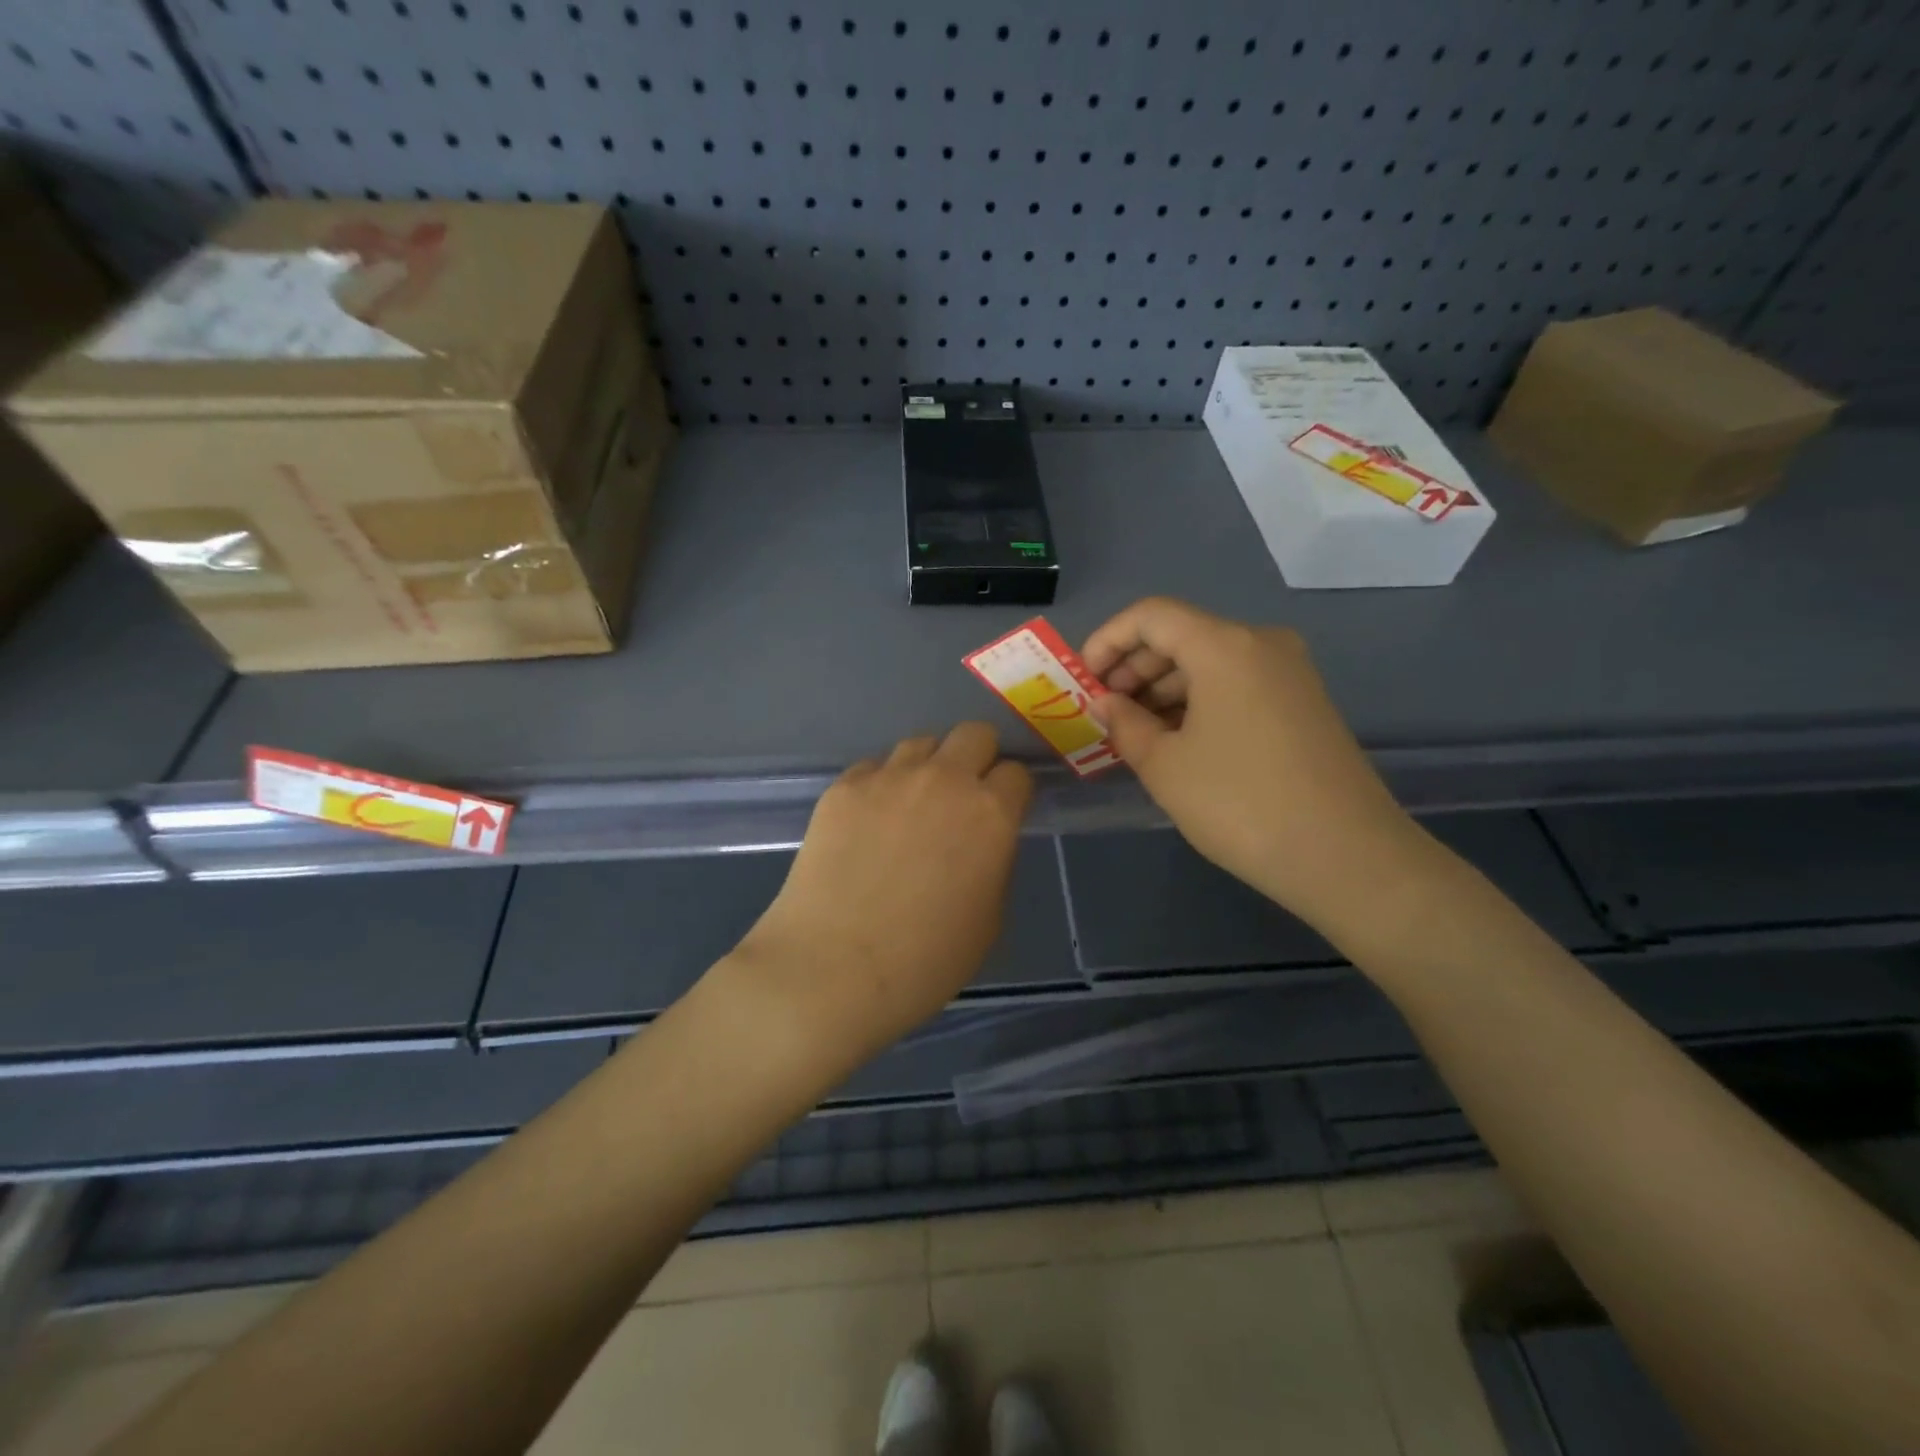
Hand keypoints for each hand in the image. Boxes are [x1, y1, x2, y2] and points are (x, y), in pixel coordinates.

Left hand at [732, 722, 1032, 1067]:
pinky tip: (868, 823)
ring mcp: (889, 777)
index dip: (1011, 793)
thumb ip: (994, 861)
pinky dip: (880, 785)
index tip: (1003, 812)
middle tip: (963, 796)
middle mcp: (944, 779)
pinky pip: (873, 767)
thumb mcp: (988, 919)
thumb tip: (981, 839)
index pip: (1016, 773)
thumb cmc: (925, 960)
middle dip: (977, 758)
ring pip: (921, 743)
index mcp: (990, 813)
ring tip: (911, 806)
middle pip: (974, 734)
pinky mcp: (844, 786)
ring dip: (928, 767)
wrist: (832, 968)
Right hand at [1083, 597, 1431, 940]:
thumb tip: (1105, 702)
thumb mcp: (1164, 765)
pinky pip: (1236, 685)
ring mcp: (1289, 673)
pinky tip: (1177, 741)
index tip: (1083, 681)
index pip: (1151, 616)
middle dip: (1133, 668)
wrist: (1347, 857)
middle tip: (1104, 712)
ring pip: (1209, 662)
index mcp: (1224, 646)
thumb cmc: (1240, 804)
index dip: (1107, 641)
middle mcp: (1261, 644)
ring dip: (1164, 689)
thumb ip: (1124, 724)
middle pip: (1181, 635)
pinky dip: (1198, 702)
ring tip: (1135, 733)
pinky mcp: (1303, 703)